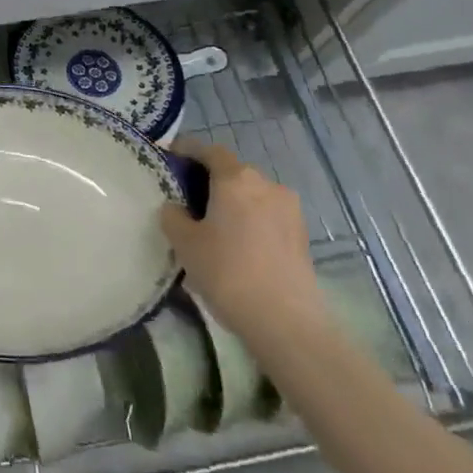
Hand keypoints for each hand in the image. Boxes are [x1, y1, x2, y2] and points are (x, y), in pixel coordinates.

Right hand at [161, 138, 327, 346]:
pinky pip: (267, 216)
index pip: (208, 149)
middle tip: (187, 199)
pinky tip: (238, 246)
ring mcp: (289, 209)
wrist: (287, 323)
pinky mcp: (302, 236)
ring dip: (232, 202)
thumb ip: (173, 215)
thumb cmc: (228, 272)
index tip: (170, 160)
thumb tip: (176, 207)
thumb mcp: (184, 242)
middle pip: (231, 171)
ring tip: (213, 227)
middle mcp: (266, 183)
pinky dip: (250, 221)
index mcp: (235, 177)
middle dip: (209, 180)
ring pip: (252, 195)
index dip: (186, 151)